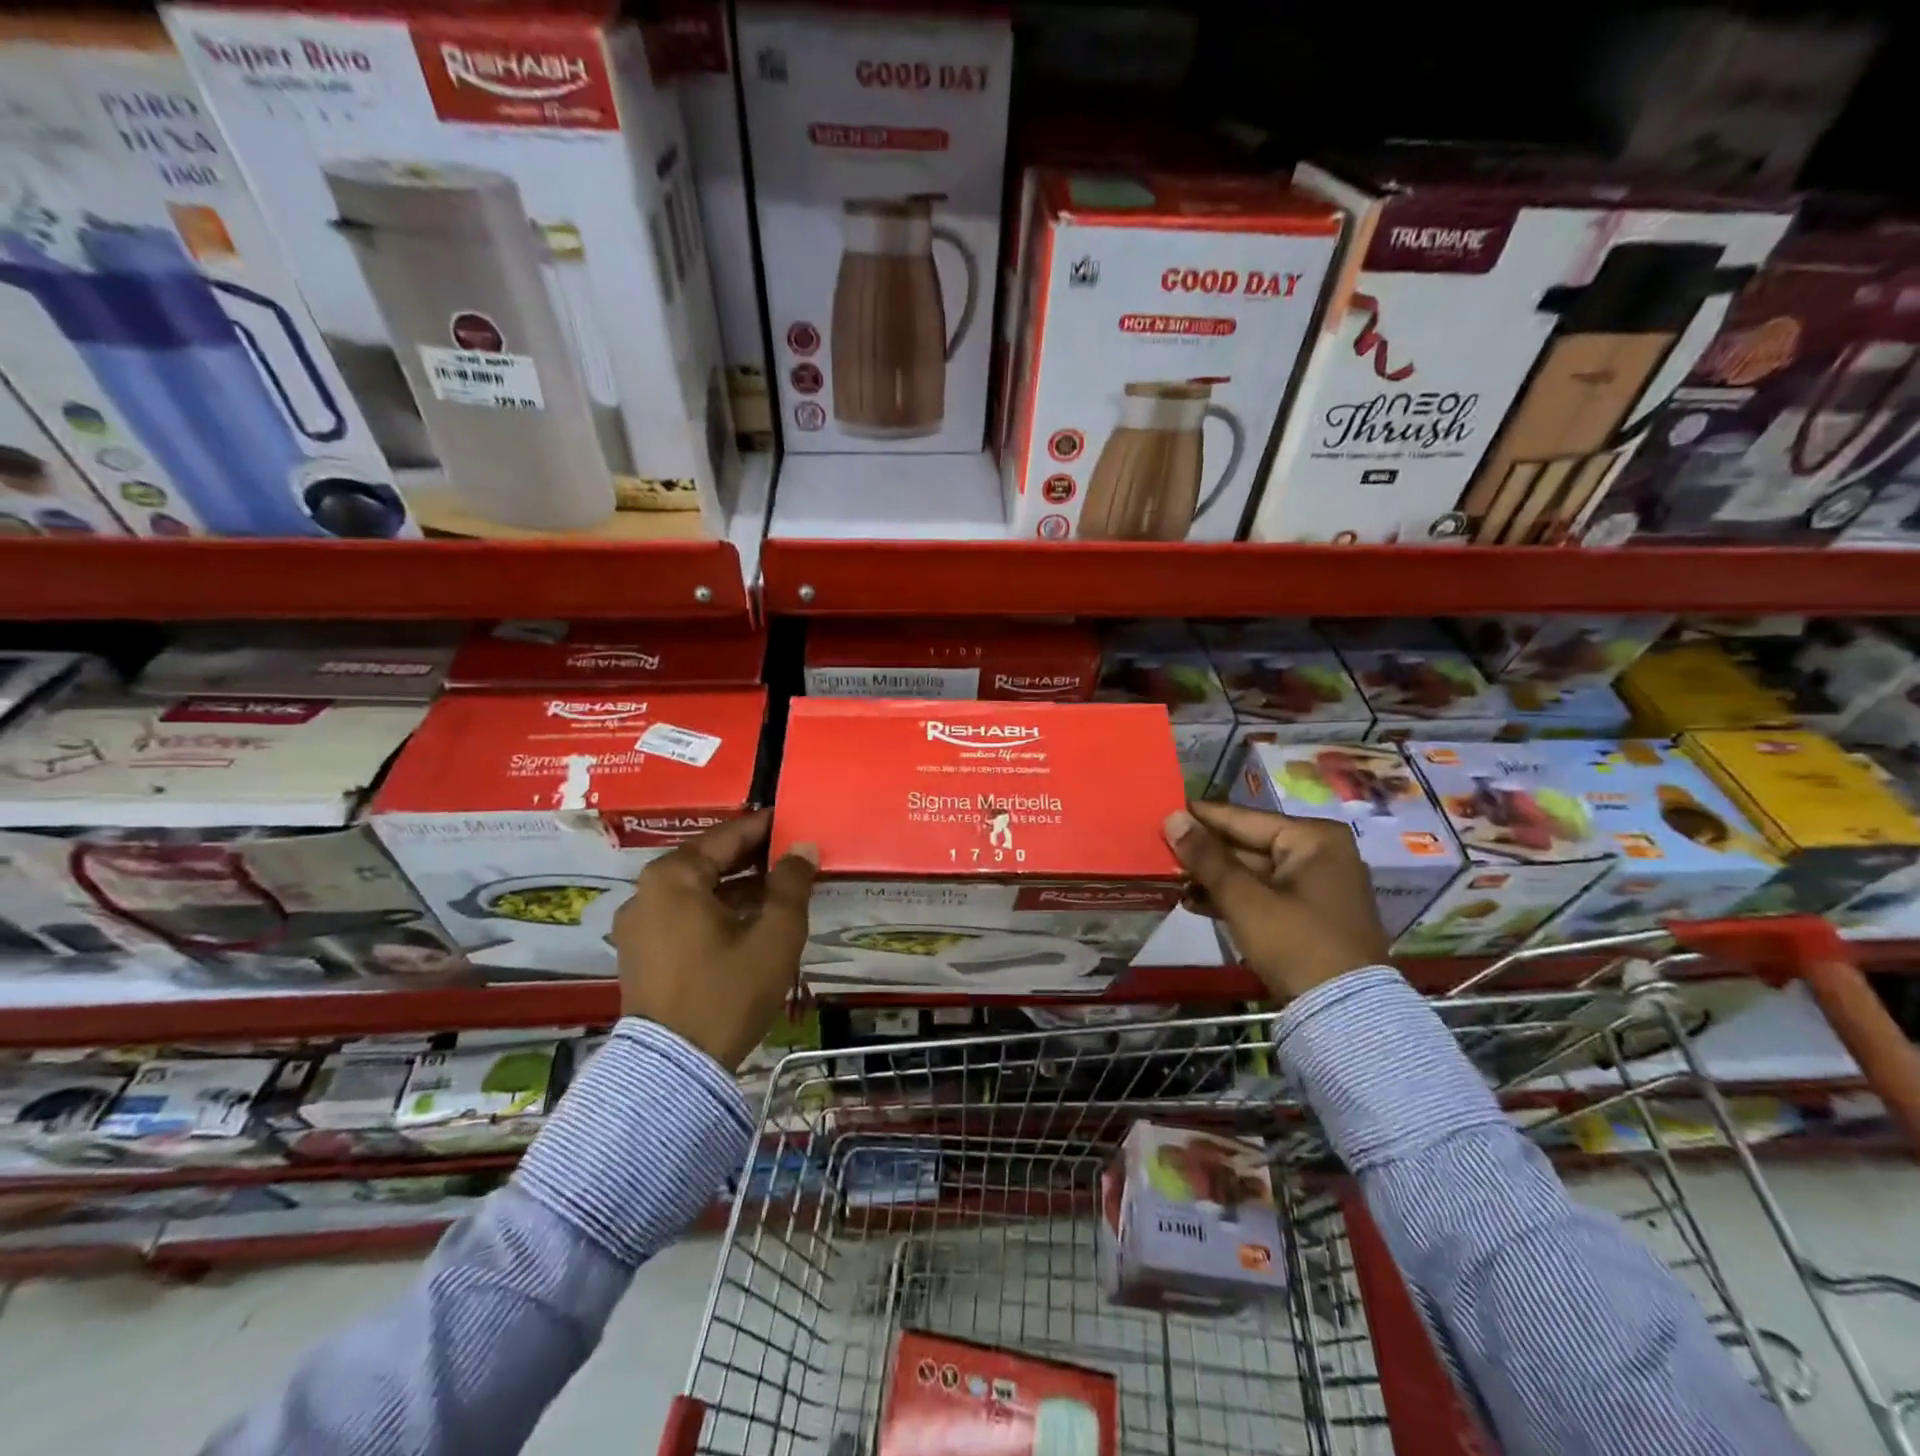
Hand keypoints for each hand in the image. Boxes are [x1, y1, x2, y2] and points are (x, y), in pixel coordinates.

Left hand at [613, 809, 818, 1069]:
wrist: (674, 1069)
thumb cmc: (728, 991)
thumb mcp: (775, 935)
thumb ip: (792, 884)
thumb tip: (803, 847)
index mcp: (673, 877)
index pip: (728, 836)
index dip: (765, 828)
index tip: (794, 822)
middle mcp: (646, 892)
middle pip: (708, 861)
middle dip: (752, 858)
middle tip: (792, 856)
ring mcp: (638, 925)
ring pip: (697, 890)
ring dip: (736, 887)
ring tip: (778, 890)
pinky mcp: (640, 953)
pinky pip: (683, 915)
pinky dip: (716, 910)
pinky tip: (748, 921)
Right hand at [1163, 801, 1388, 1000]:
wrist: (1345, 1015)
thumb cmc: (1296, 944)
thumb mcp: (1245, 899)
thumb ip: (1206, 858)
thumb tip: (1172, 817)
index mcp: (1313, 838)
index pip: (1242, 818)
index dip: (1200, 818)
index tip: (1161, 812)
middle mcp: (1319, 853)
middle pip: (1247, 844)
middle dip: (1204, 852)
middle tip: (1158, 849)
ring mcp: (1315, 885)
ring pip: (1251, 871)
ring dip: (1212, 877)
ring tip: (1169, 878)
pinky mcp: (1307, 914)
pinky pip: (1261, 893)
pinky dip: (1231, 897)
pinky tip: (1192, 901)